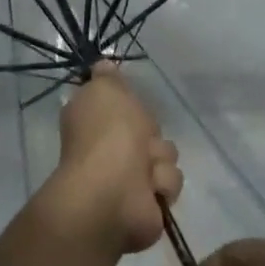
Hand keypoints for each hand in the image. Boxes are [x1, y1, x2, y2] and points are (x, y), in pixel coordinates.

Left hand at [45, 63, 180, 254]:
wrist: (114, 191)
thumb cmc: (107, 135)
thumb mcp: (104, 90)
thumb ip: (106, 76)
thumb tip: (102, 64)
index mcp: (93, 120)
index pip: (120, 104)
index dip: (129, 102)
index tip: (129, 102)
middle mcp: (110, 147)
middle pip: (149, 127)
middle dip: (151, 131)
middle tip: (140, 136)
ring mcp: (130, 176)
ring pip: (165, 153)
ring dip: (159, 159)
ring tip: (145, 168)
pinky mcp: (150, 200)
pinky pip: (171, 181)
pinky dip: (162, 182)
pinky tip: (150, 187)